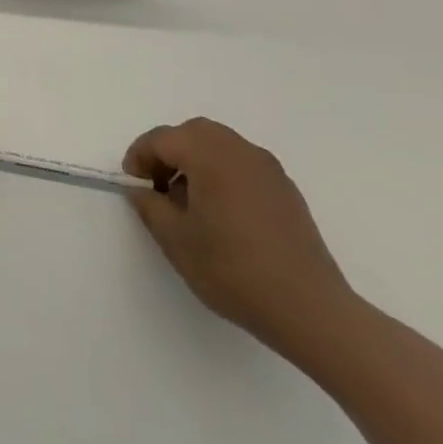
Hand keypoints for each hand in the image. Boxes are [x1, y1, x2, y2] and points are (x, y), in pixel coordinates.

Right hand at [124, 118, 353, 354]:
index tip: (133, 185)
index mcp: (210, 156)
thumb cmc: (233, 270)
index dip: (140, 157)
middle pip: (194, 133)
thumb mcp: (176, 240)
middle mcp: (241, 151)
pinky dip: (222, 173)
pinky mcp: (286, 190)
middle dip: (169, 153)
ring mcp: (269, 169)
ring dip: (196, 162)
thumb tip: (142, 190)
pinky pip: (243, 165)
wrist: (309, 309)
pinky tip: (221, 213)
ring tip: (188, 202)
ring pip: (220, 146)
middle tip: (157, 186)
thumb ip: (150, 206)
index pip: (163, 139)